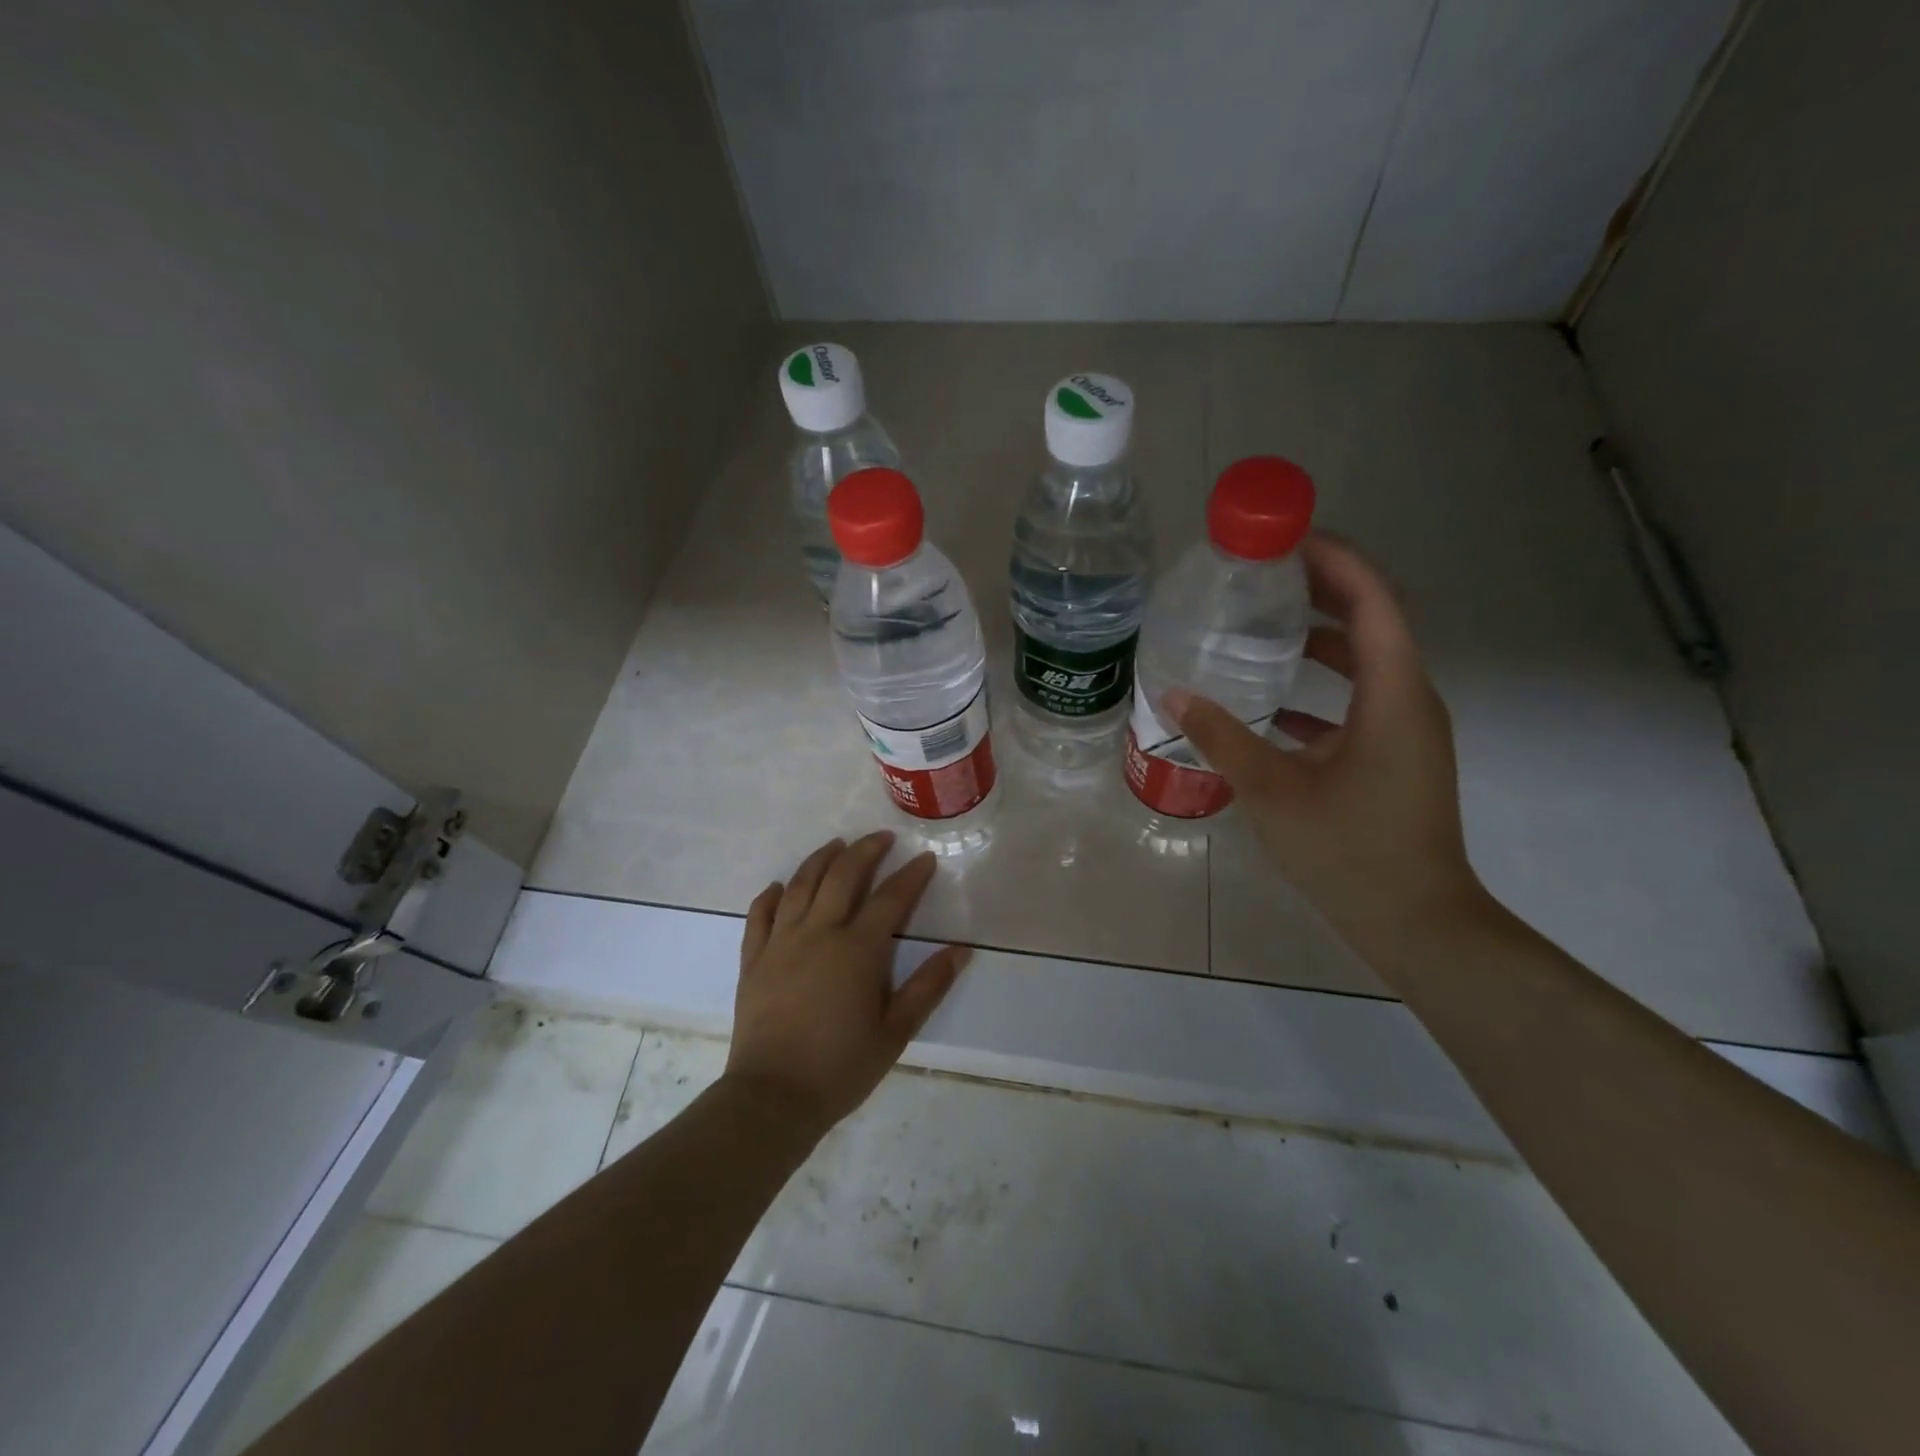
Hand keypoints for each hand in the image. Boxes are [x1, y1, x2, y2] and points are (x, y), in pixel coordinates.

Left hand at [724, 832, 968, 1138]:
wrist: (773, 1097)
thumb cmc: (841, 1067)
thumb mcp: (896, 1031)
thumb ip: (928, 986)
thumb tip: (961, 950)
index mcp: (858, 950)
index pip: (891, 898)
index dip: (912, 875)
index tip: (926, 858)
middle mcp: (819, 933)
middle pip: (843, 876)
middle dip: (865, 850)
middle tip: (882, 837)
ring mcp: (781, 942)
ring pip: (800, 884)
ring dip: (820, 859)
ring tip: (836, 845)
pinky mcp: (754, 959)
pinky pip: (760, 914)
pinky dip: (771, 894)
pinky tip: (780, 886)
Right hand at [1167, 534, 1487, 961]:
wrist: (1414, 921)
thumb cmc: (1349, 850)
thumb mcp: (1274, 790)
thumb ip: (1223, 737)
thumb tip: (1172, 695)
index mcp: (1394, 695)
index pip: (1373, 602)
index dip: (1336, 560)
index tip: (1287, 538)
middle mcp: (1409, 700)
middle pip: (1372, 623)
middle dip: (1322, 590)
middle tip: (1263, 574)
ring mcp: (1405, 730)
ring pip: (1365, 663)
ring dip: (1319, 639)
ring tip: (1261, 626)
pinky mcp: (1393, 756)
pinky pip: (1357, 701)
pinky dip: (1319, 688)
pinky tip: (1270, 702)